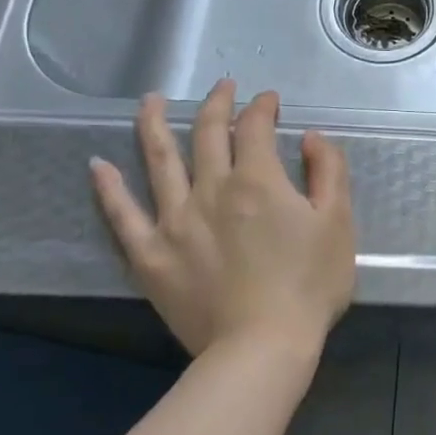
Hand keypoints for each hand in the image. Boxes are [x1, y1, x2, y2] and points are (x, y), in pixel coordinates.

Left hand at [89, 82, 355, 360]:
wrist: (261, 348)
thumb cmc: (308, 284)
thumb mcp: (338, 223)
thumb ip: (329, 171)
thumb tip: (311, 137)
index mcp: (257, 180)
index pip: (255, 127)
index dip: (262, 107)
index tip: (270, 101)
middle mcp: (210, 189)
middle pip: (206, 133)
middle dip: (217, 104)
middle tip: (223, 87)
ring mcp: (174, 221)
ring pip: (158, 160)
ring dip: (154, 125)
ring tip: (150, 100)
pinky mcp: (150, 256)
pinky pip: (122, 216)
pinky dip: (108, 188)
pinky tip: (97, 166)